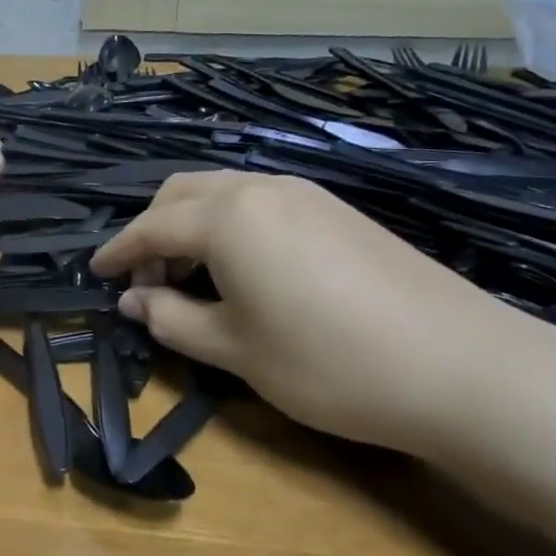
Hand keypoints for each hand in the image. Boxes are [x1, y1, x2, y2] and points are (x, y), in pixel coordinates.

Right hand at [90, 171, 548, 460]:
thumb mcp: (235, 350)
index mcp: (227, 216)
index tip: (95, 274)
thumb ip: (171, 319)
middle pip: (184, 193)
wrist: (460, 367)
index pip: (151, 225)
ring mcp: (307, 194)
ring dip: (193, 226)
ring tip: (191, 279)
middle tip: (146, 283)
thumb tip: (133, 301)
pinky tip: (244, 272)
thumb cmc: (328, 363)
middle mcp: (262, 188)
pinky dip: (232, 227)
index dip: (118, 252)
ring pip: (224, 193)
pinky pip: (262, 203)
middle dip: (153, 231)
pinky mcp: (339, 211)